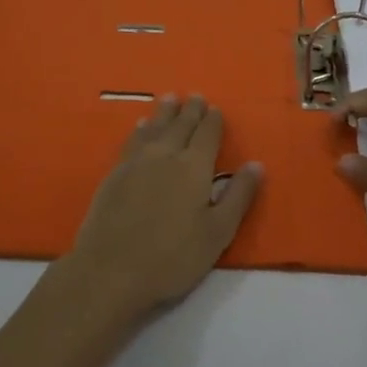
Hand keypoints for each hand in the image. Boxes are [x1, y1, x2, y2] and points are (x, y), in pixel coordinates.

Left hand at [67, 94, 261, 317]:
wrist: (110, 270)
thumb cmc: (172, 257)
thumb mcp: (217, 233)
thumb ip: (238, 196)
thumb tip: (256, 164)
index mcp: (194, 167)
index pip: (207, 134)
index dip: (213, 120)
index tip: (215, 108)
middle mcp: (166, 155)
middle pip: (180, 125)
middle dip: (190, 110)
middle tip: (195, 96)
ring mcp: (136, 162)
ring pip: (154, 127)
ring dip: (165, 112)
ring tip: (170, 98)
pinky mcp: (115, 174)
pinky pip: (133, 140)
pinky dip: (141, 129)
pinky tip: (141, 127)